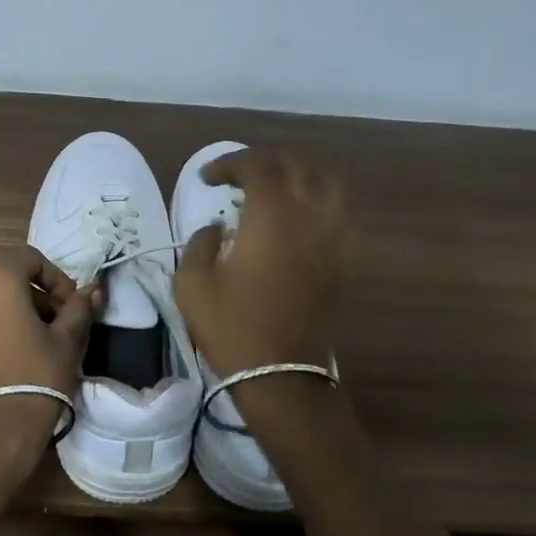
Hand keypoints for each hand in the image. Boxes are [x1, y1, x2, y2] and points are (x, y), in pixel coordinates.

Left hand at [0, 246, 99, 467]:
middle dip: (30, 296)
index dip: (54, 277)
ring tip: (26, 343)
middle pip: (2, 280)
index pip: (27, 258)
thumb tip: (94, 290)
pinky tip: (0, 359)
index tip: (69, 304)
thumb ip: (79, 308)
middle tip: (53, 324)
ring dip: (4, 313)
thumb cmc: (37, 376)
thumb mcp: (67, 340)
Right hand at [174, 147, 345, 376]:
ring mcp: (332, 237)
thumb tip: (218, 229)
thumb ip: (201, 242)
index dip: (229, 163)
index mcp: (271, 215)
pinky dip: (316, 201)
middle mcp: (308, 216)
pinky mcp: (342, 259)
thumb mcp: (192, 282)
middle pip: (294, 166)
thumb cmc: (231, 326)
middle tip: (235, 177)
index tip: (207, 178)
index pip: (257, 166)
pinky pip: (337, 212)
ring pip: (325, 183)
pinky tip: (296, 218)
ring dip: (296, 176)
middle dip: (262, 162)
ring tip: (272, 189)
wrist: (280, 372)